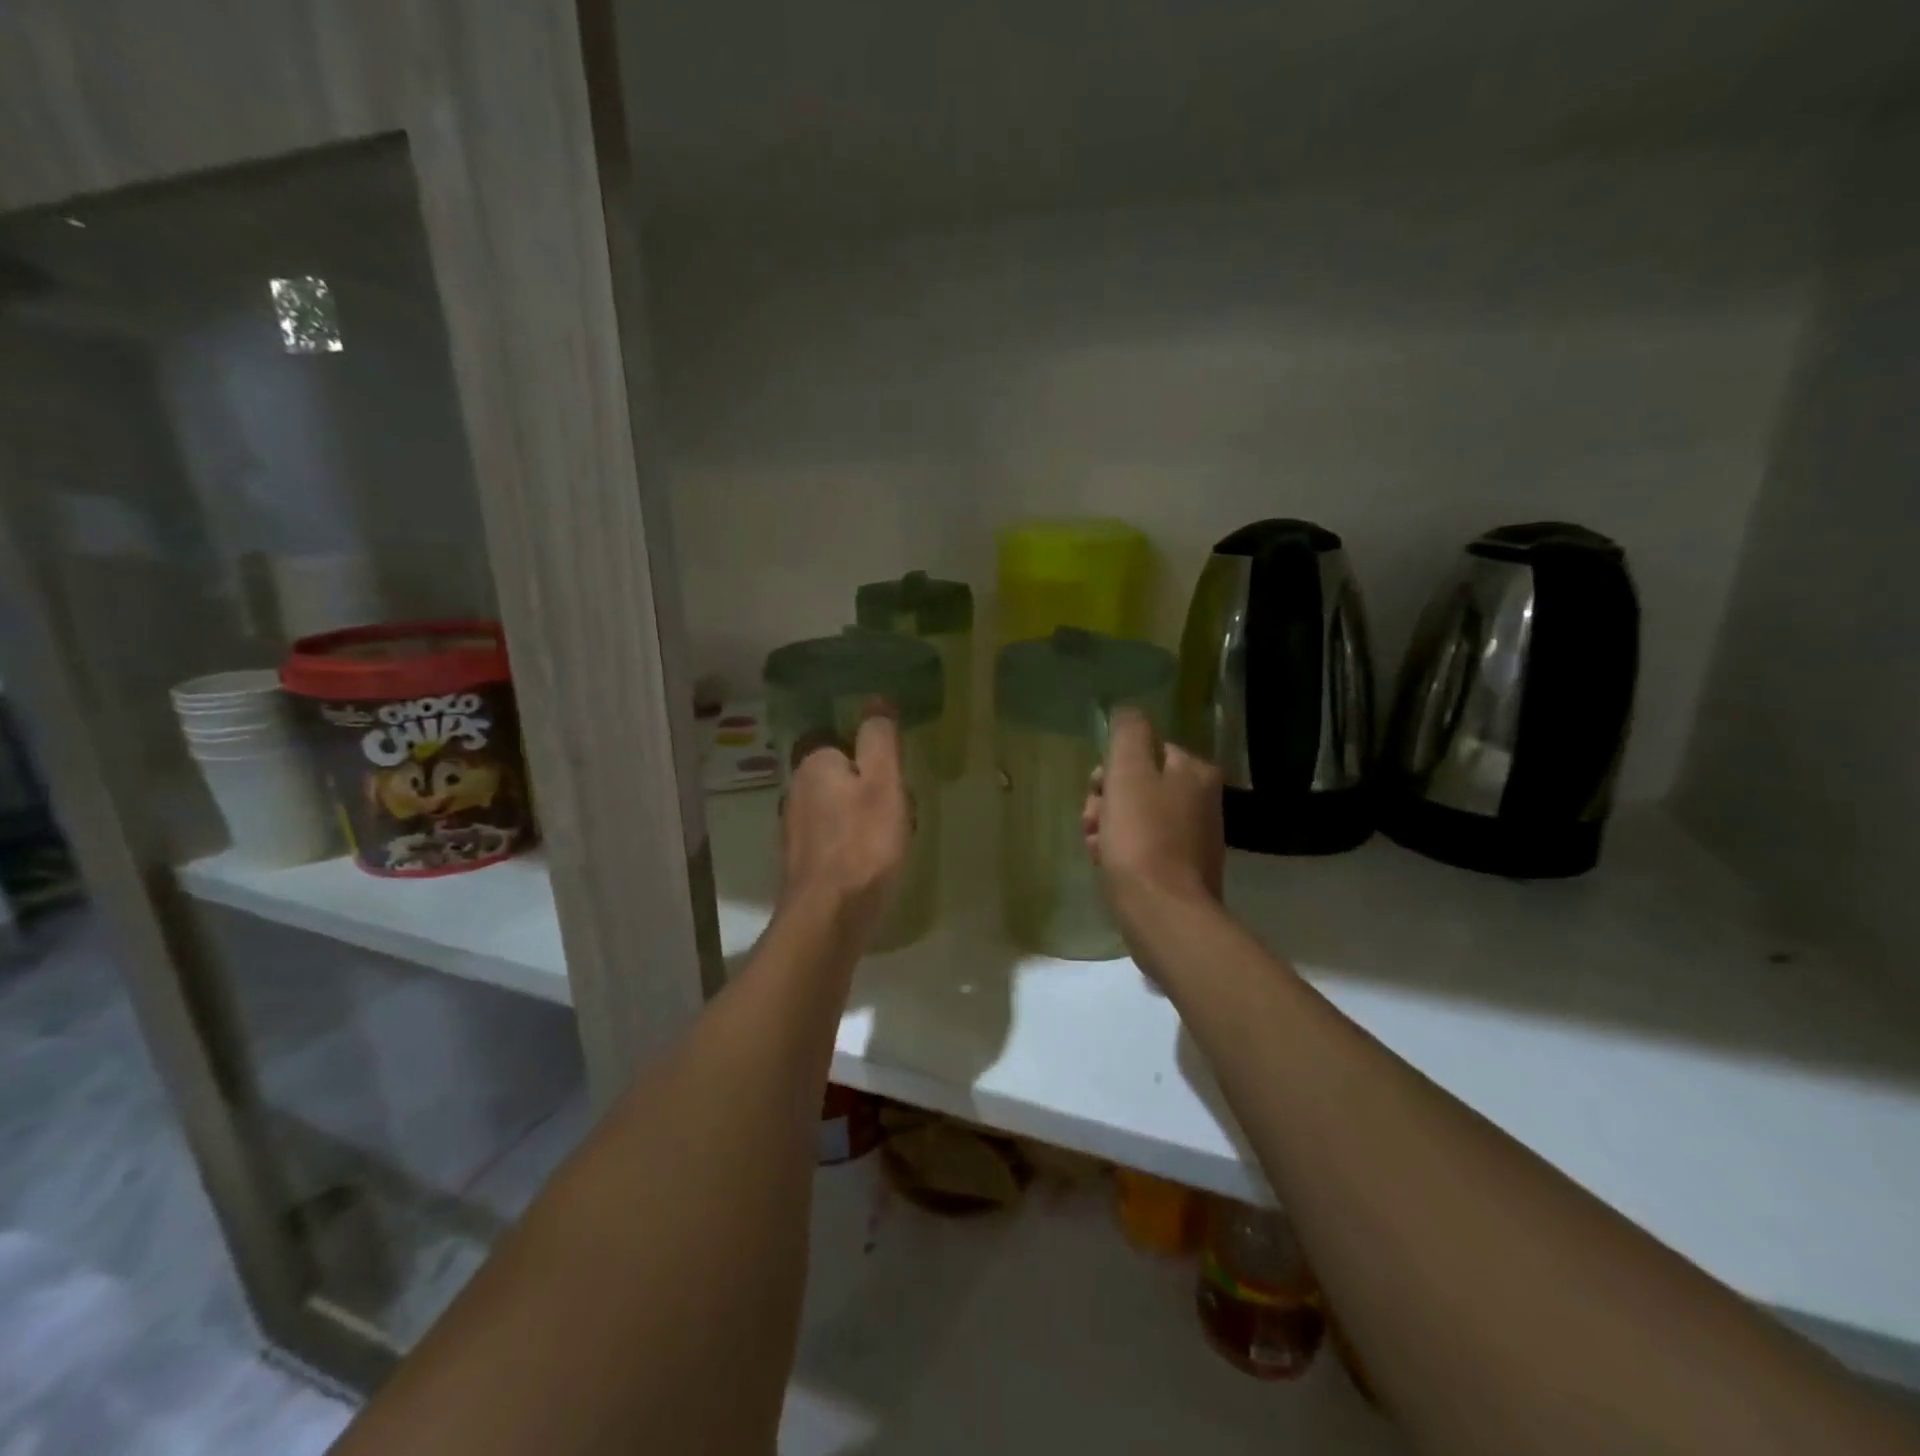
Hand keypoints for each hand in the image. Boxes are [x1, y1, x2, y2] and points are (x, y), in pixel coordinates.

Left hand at [779, 706, 912, 942]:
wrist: (830, 916)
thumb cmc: (864, 843)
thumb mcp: (884, 782)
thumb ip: (879, 739)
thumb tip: (876, 700)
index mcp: (813, 764)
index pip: (832, 738)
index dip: (861, 750)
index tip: (889, 770)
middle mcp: (795, 790)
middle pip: (834, 774)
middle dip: (863, 784)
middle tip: (898, 803)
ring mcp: (794, 828)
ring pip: (832, 807)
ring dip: (857, 814)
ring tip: (890, 834)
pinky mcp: (800, 861)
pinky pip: (829, 837)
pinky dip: (849, 841)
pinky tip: (869, 860)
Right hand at [1082, 710, 1224, 930]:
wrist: (1164, 914)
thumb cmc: (1142, 838)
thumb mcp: (1128, 774)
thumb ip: (1128, 734)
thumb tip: (1128, 710)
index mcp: (1194, 772)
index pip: (1144, 751)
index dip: (1112, 770)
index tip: (1096, 792)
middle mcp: (1201, 800)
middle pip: (1138, 786)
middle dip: (1106, 802)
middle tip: (1093, 823)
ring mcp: (1194, 838)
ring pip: (1136, 818)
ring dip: (1109, 828)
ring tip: (1097, 849)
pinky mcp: (1183, 870)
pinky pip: (1144, 848)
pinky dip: (1123, 852)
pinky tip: (1107, 866)